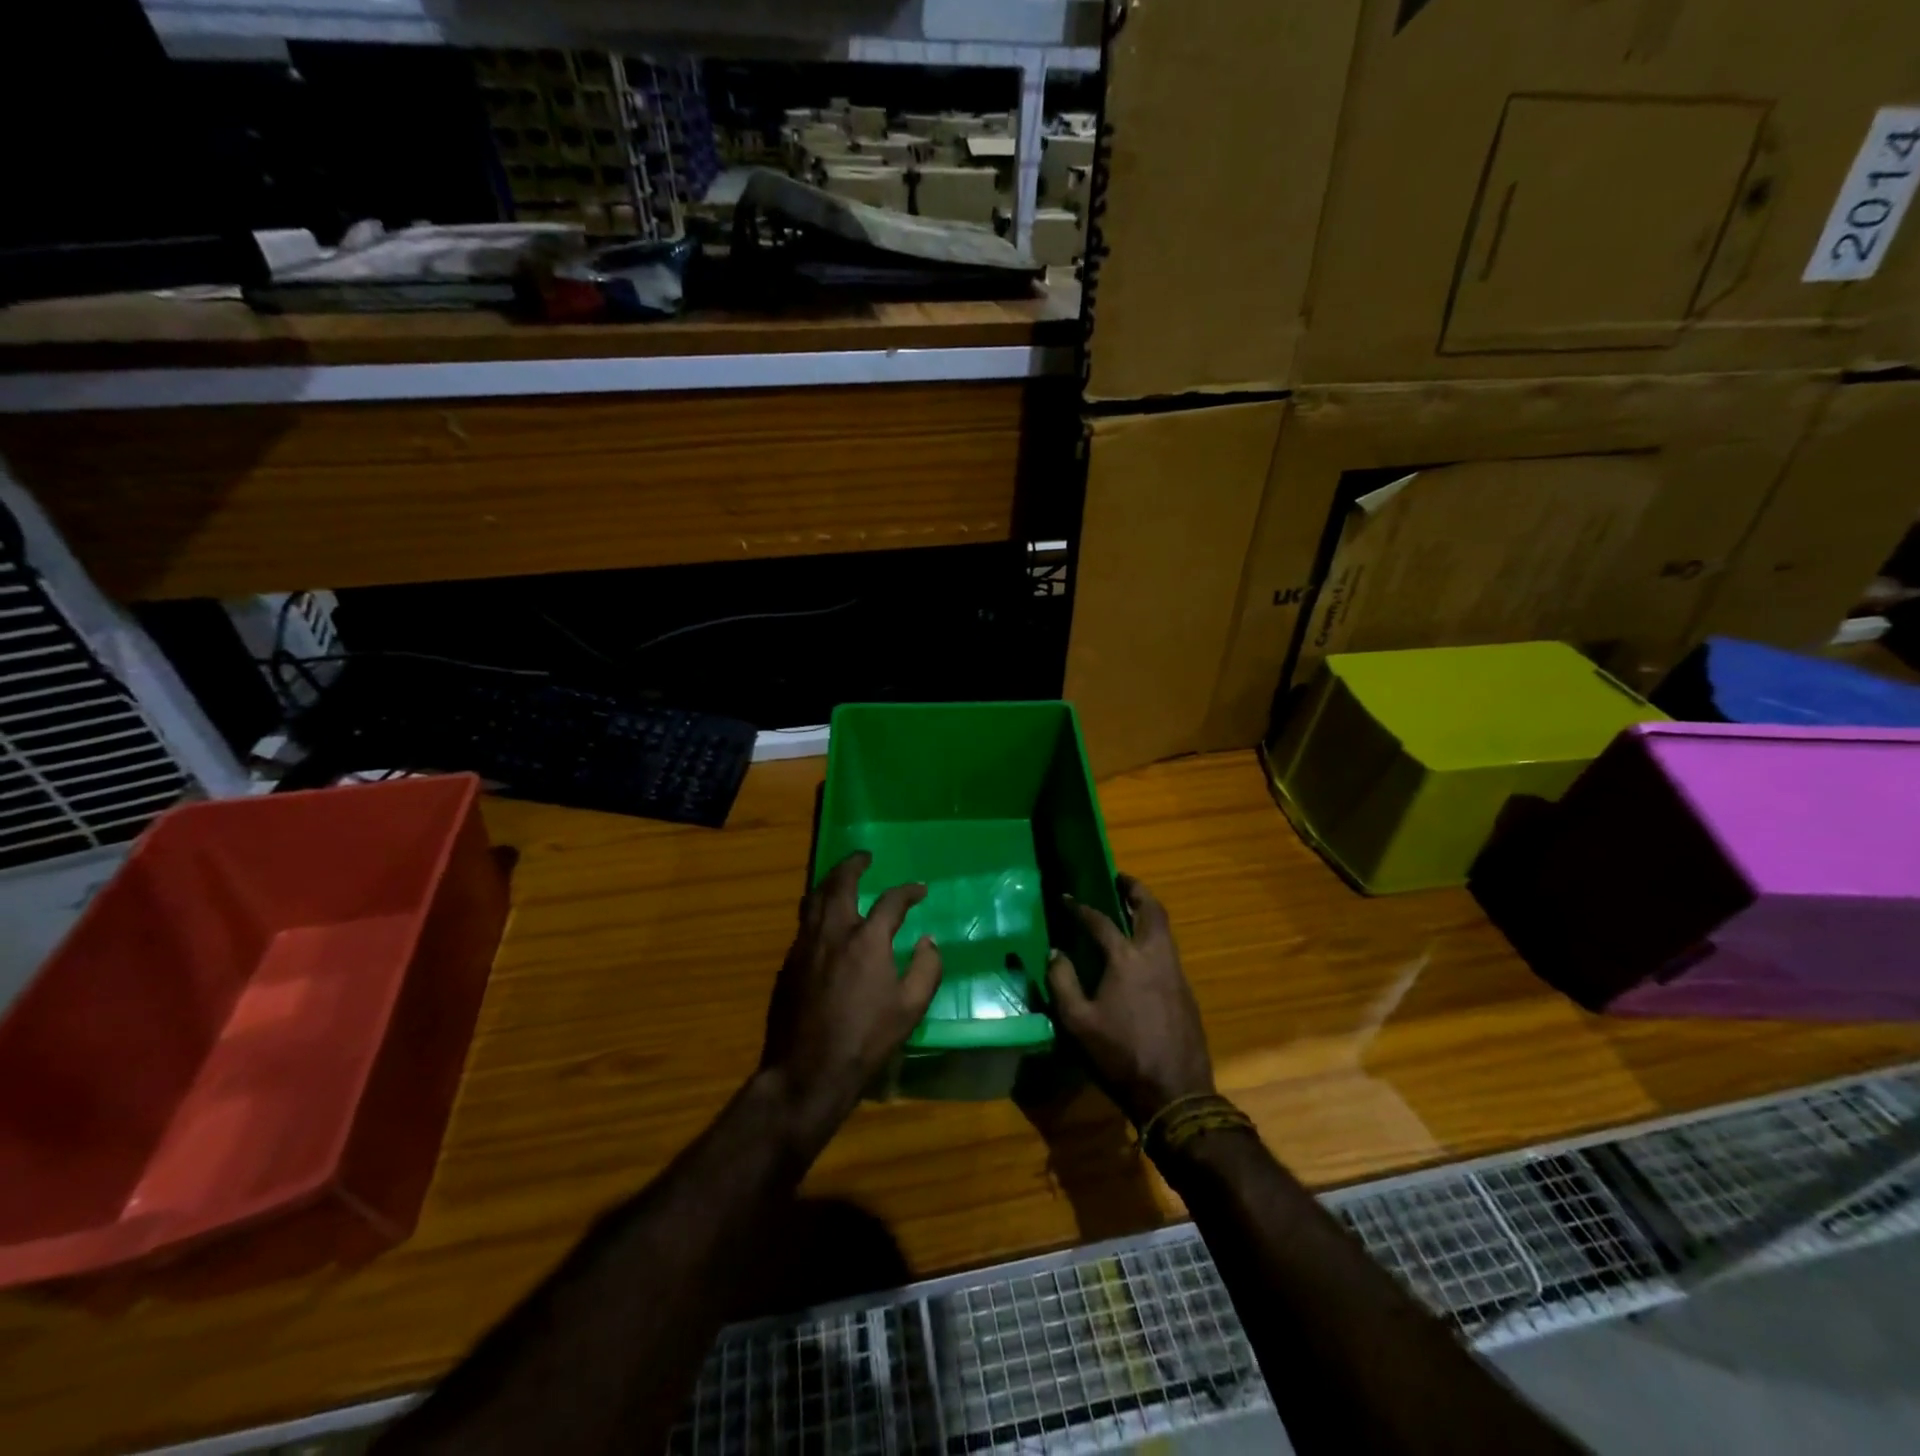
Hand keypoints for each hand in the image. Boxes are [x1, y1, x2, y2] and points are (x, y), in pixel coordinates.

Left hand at [760, 851, 942, 1145]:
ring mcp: (805, 945)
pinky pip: (803, 923)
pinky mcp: (788, 963)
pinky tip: (822, 920)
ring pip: (814, 899)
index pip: (890, 901)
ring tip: (840, 877)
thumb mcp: (910, 1008)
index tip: (919, 890)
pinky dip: (816, 909)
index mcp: (867, 940)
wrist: (807, 1071)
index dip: (908, 891)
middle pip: (840, 883)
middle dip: (853, 865)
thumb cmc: (865, 1040)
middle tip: (864, 857)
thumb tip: (929, 941)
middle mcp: (833, 932)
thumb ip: (926, 969)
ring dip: (829, 881)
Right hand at [1046, 874, 1214, 1126]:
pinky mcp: (1185, 992)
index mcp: (1126, 959)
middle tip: (1119, 879)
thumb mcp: (1077, 1022)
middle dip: (1135, 890)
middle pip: (1151, 910)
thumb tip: (1056, 952)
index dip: (1081, 907)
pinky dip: (1153, 937)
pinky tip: (1139, 952)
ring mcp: (1176, 973)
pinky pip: (1168, 950)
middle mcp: (1155, 956)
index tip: (1066, 898)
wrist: (1175, 1093)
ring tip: (1128, 909)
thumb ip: (1063, 981)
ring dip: (1147, 912)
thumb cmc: (1120, 1056)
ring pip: (1165, 929)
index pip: (1100, 922)